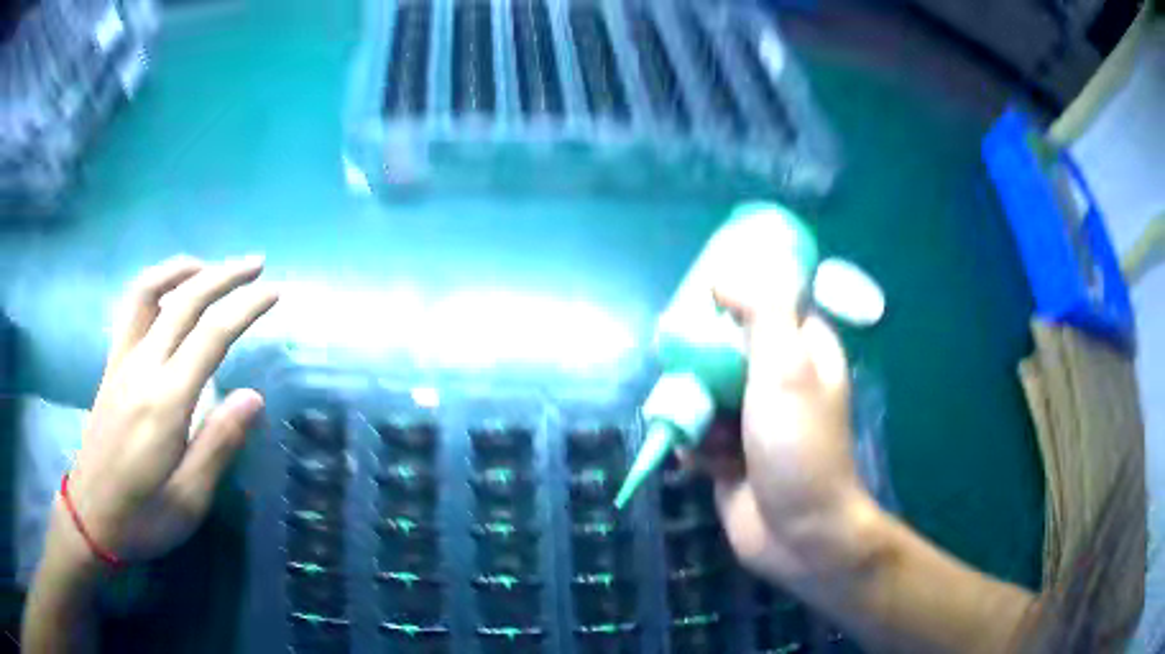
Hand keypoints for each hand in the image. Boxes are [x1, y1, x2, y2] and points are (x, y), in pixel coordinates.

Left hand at [63, 255, 278, 562]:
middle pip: (184, 301)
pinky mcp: (112, 366)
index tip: (275, 293)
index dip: (246, 308)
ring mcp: (122, 362)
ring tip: (210, 267)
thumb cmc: (143, 518)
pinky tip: (169, 296)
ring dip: (184, 270)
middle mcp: (142, 368)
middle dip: (224, 275)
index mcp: (165, 403)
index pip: (211, 336)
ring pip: (150, 292)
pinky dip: (156, 287)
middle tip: (256, 265)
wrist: (91, 517)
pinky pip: (131, 309)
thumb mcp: (189, 500)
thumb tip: (254, 398)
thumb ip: (218, 445)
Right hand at [700, 286, 882, 587]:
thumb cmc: (798, 443)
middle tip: (686, 370)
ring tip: (698, 428)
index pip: (771, 305)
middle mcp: (782, 381)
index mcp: (805, 351)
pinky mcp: (733, 454)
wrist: (795, 531)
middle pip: (729, 349)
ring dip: (696, 409)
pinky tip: (701, 461)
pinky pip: (701, 433)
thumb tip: (725, 277)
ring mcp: (756, 420)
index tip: (703, 300)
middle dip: (703, 362)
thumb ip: (763, 312)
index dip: (738, 298)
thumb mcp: (786, 366)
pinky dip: (696, 444)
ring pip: (708, 391)